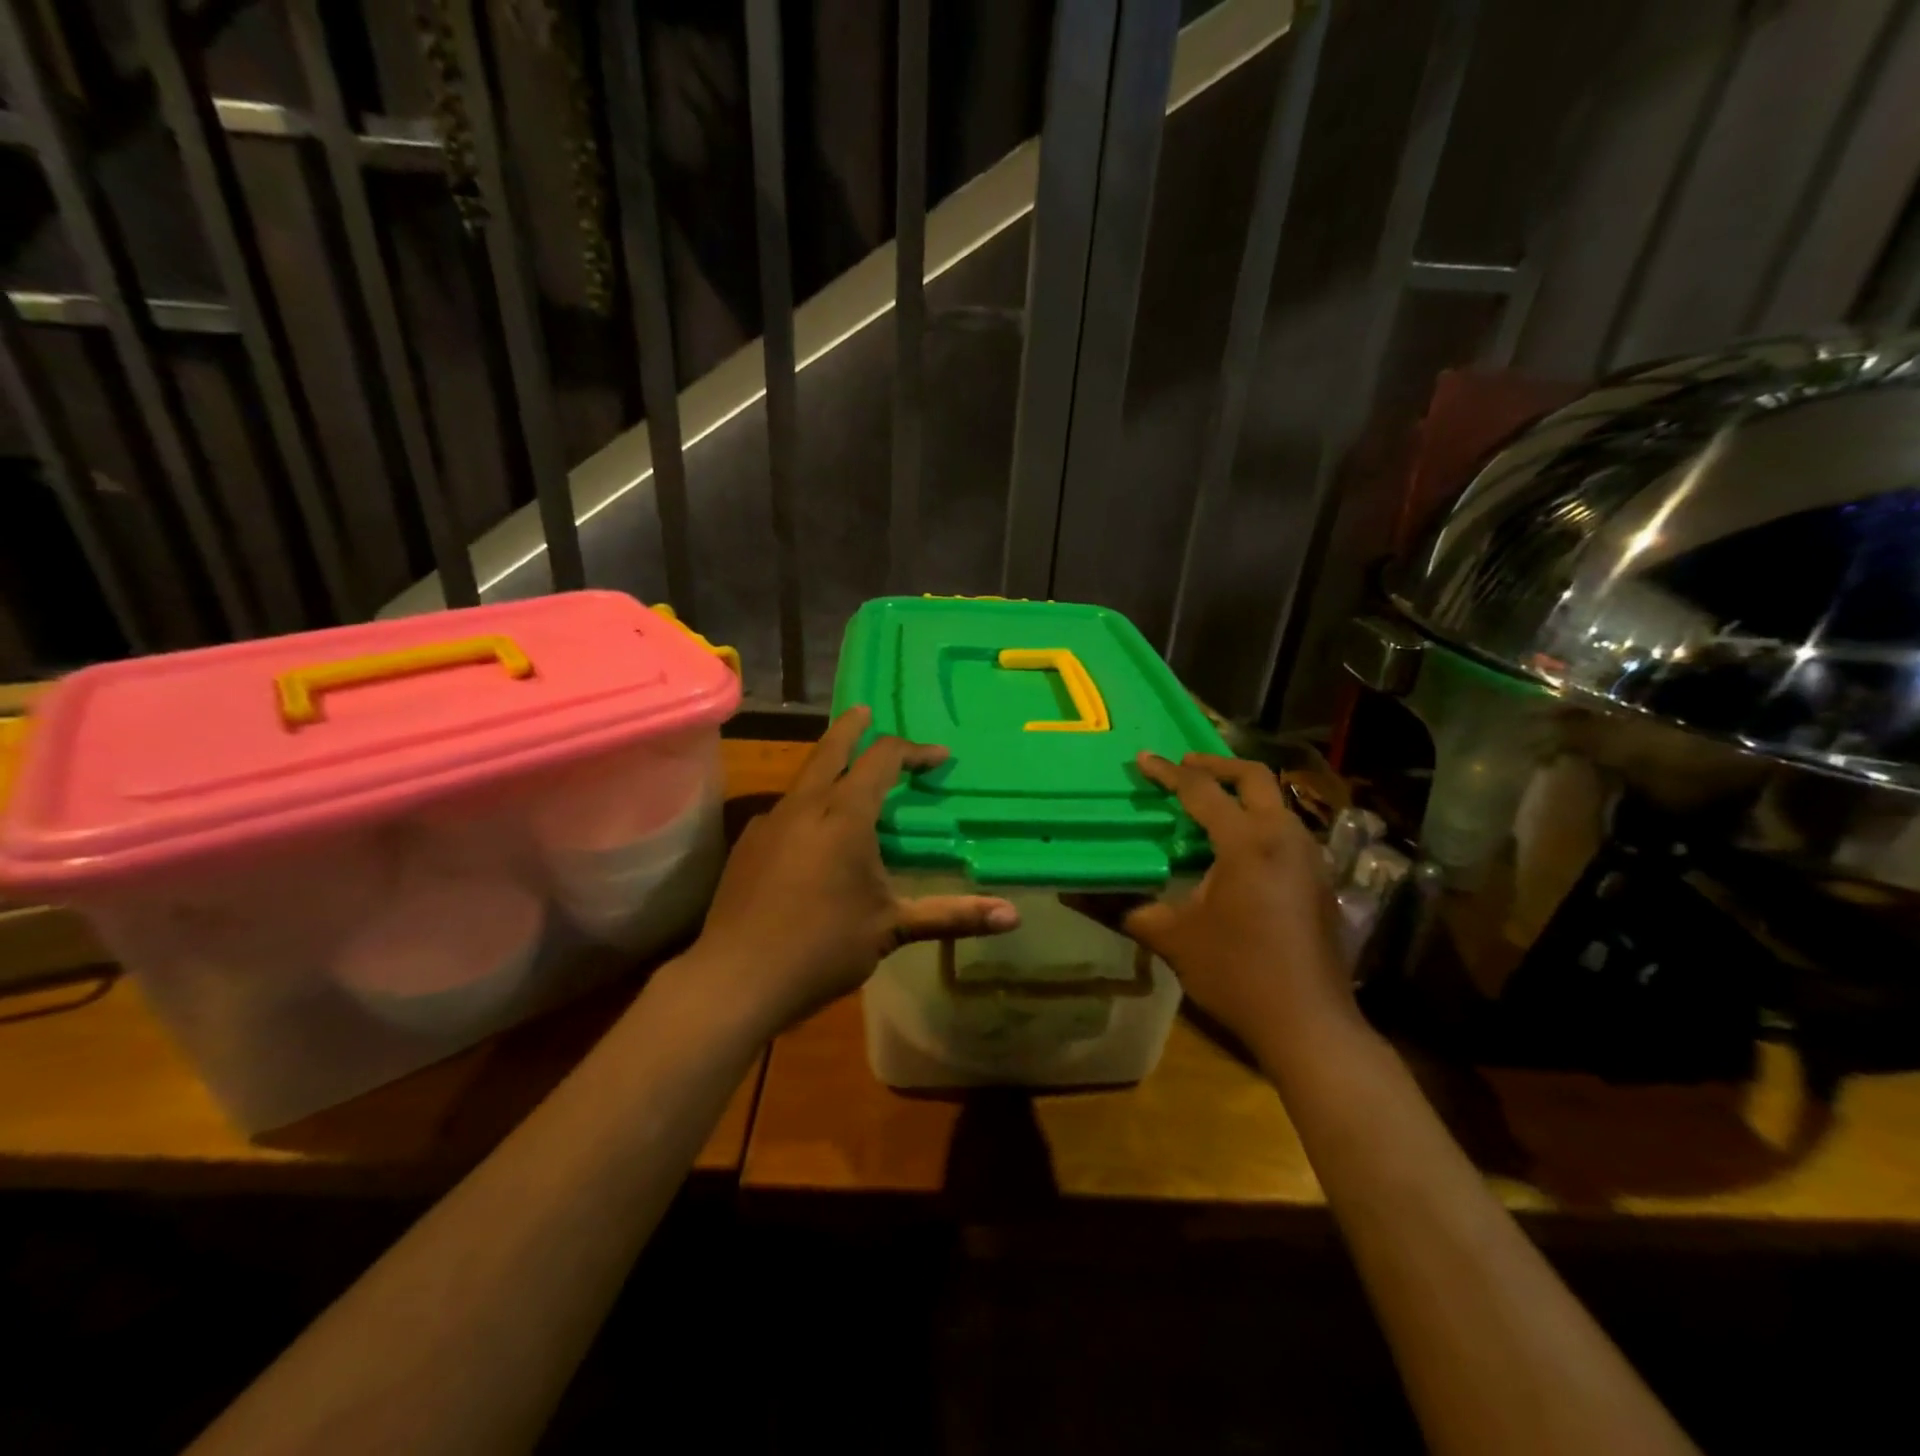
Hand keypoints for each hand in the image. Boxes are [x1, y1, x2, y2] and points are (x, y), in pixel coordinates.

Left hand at [688, 707, 1018, 1034]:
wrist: (735, 979)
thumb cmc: (822, 948)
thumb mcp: (892, 929)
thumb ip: (952, 915)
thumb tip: (1014, 917)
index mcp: (844, 816)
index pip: (883, 760)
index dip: (914, 751)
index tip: (939, 757)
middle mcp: (805, 806)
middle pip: (831, 749)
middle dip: (854, 727)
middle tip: (867, 711)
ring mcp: (769, 822)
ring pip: (804, 777)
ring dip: (829, 765)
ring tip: (847, 775)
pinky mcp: (747, 843)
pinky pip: (785, 808)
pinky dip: (807, 802)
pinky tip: (811, 833)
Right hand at [1115, 753, 1358, 1058]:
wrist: (1309, 1023)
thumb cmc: (1236, 973)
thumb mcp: (1172, 938)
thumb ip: (1127, 907)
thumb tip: (1076, 894)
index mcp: (1247, 842)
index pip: (1202, 790)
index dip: (1168, 772)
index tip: (1143, 759)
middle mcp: (1284, 837)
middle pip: (1254, 777)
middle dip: (1216, 763)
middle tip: (1183, 766)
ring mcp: (1309, 858)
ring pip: (1276, 802)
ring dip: (1241, 792)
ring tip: (1206, 804)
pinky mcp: (1320, 880)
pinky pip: (1286, 830)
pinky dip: (1258, 820)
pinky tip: (1235, 848)